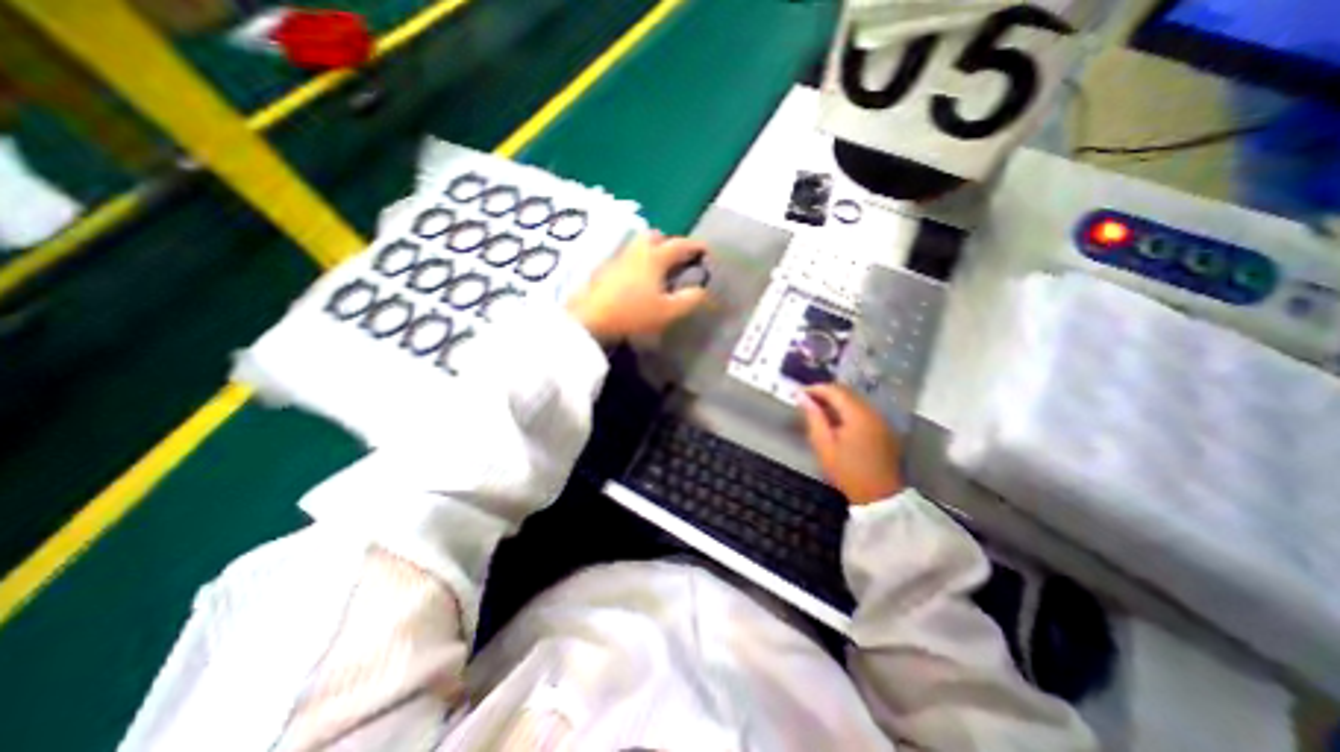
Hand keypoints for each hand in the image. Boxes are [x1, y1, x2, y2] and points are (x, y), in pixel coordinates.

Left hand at [563, 233, 709, 341]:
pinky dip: (638, 262)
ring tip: (659, 269)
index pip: (679, 245)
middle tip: (677, 258)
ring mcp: (618, 259)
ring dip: (652, 250)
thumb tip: (701, 290)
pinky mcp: (605, 270)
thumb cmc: (633, 313)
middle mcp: (637, 251)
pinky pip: (627, 258)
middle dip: (669, 241)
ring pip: (638, 245)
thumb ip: (688, 300)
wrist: (590, 319)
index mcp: (655, 257)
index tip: (706, 250)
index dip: (695, 246)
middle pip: (655, 235)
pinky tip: (638, 279)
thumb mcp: (667, 311)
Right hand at [800, 382, 905, 503]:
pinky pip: (862, 410)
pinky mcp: (884, 429)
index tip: (798, 394)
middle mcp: (872, 411)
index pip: (834, 390)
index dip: (815, 389)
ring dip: (836, 401)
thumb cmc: (847, 472)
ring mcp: (881, 420)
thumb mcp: (824, 445)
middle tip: (806, 401)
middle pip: (847, 391)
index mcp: (858, 414)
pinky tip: (836, 421)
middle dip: (825, 393)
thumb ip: (813, 417)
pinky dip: (847, 409)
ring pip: (855, 400)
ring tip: (818, 410)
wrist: (879, 497)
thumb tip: (802, 397)